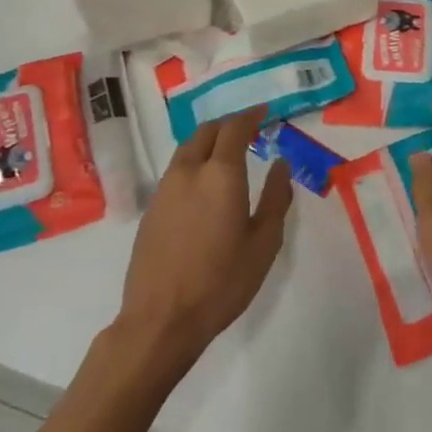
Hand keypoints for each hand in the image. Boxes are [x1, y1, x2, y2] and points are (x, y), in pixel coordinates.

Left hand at [114, 109, 292, 372]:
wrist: (161, 319)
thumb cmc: (222, 281)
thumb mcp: (264, 242)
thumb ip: (276, 197)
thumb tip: (280, 164)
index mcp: (220, 174)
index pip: (235, 128)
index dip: (251, 115)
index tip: (266, 112)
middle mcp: (189, 172)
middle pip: (206, 131)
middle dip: (229, 125)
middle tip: (249, 130)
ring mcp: (164, 189)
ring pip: (187, 149)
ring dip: (209, 142)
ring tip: (229, 154)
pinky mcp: (151, 209)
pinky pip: (176, 170)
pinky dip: (195, 162)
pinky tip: (206, 184)